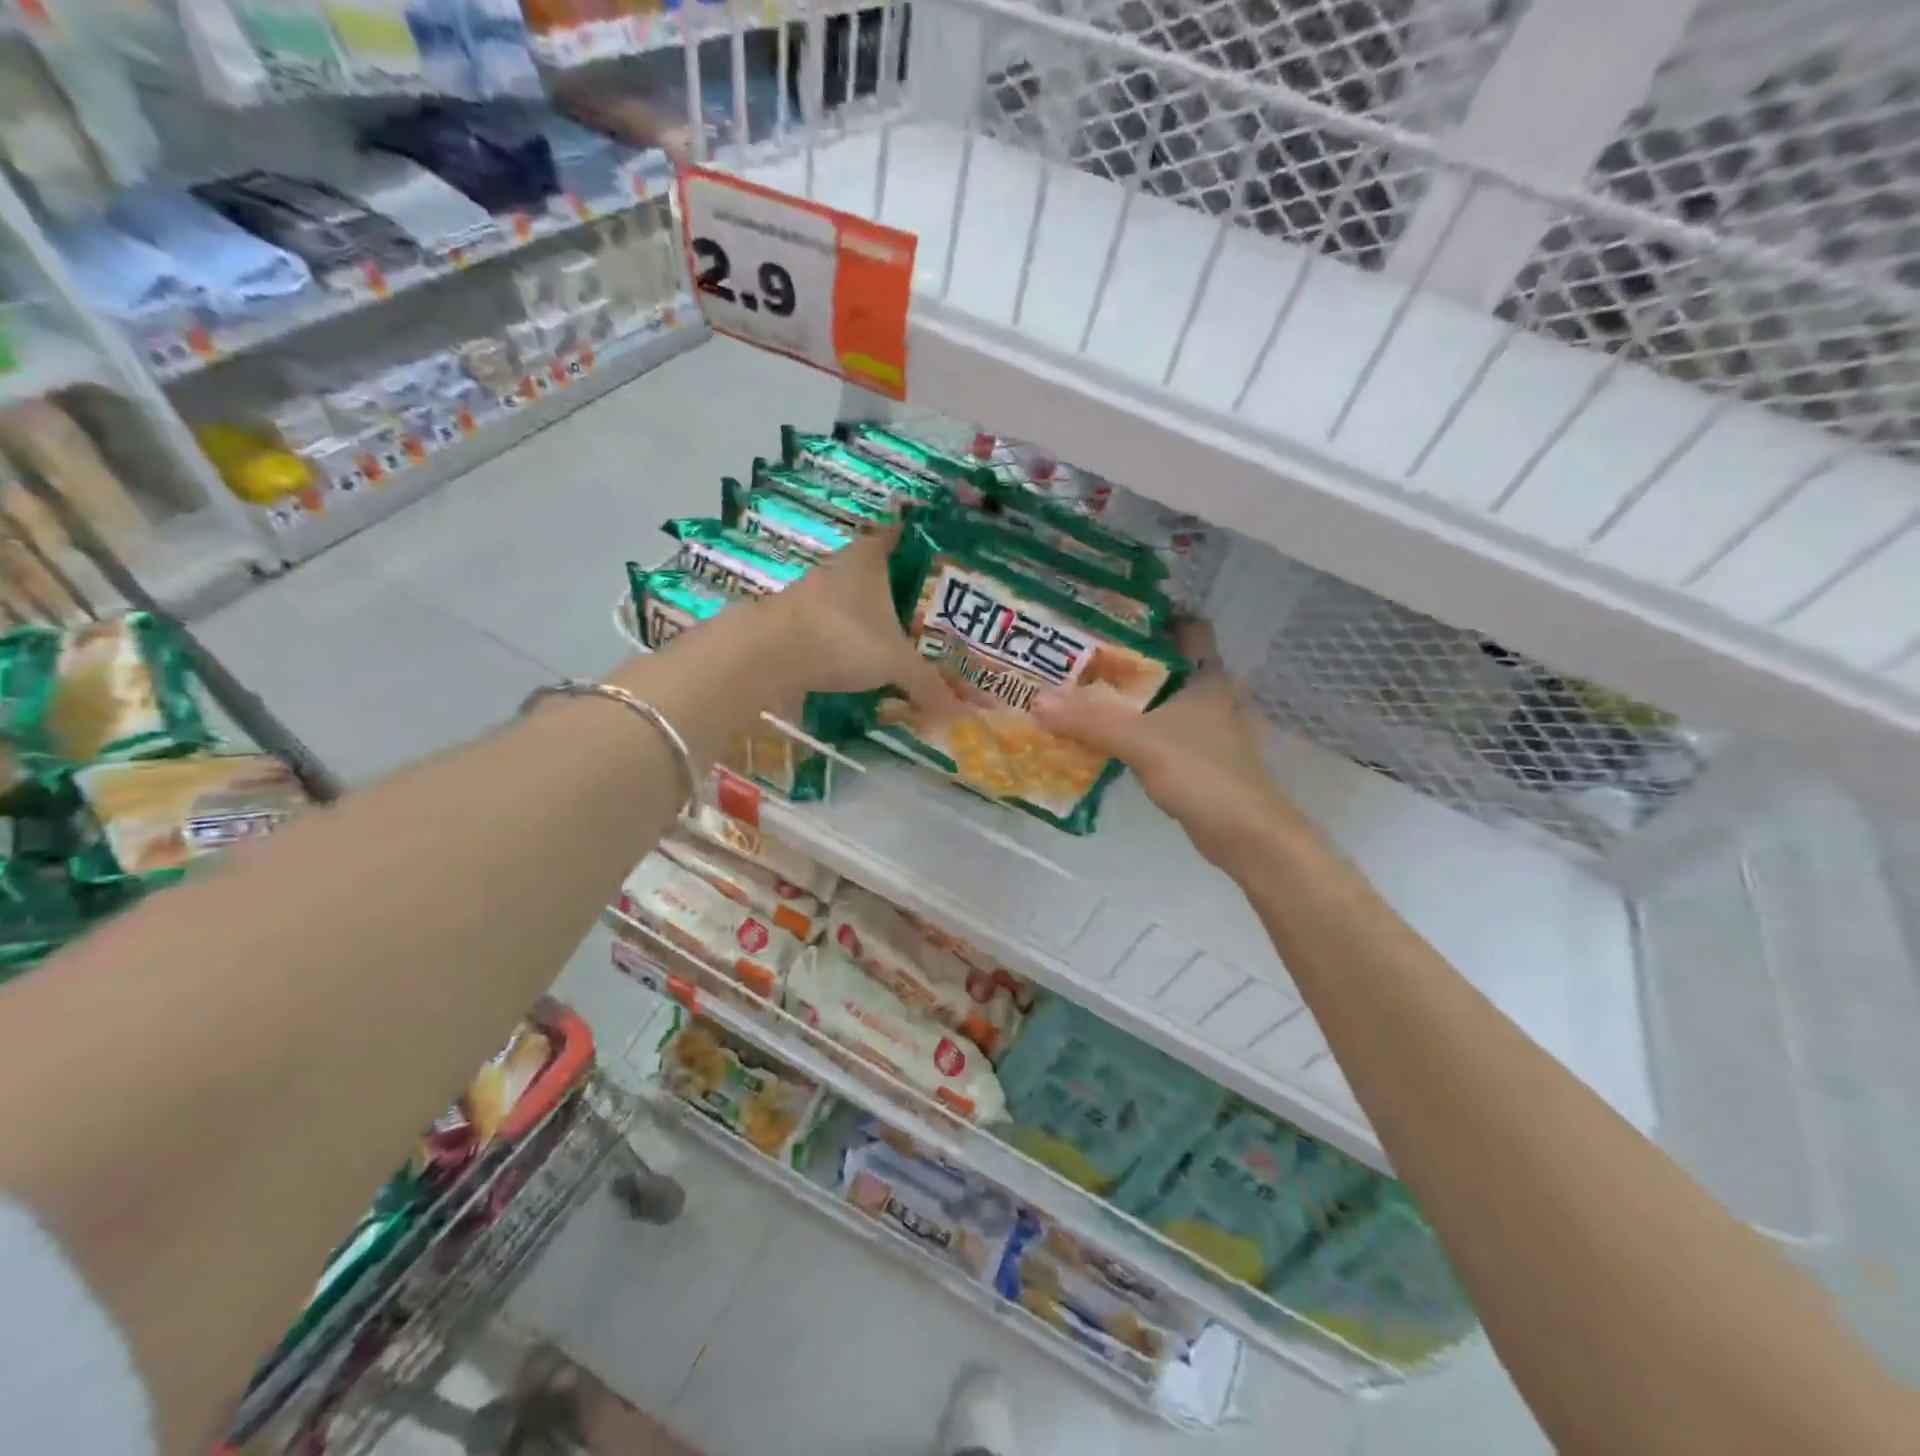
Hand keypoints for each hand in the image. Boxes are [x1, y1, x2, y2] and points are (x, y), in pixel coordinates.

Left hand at [771, 526, 958, 718]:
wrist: (767, 655)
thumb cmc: (841, 637)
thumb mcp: (894, 662)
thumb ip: (928, 683)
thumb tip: (963, 712)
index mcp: (871, 556)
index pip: (905, 537)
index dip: (927, 547)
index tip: (949, 564)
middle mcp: (843, 566)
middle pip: (884, 573)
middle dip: (908, 594)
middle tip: (938, 615)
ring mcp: (816, 592)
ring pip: (858, 601)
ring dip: (878, 620)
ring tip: (908, 643)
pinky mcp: (798, 620)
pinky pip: (838, 626)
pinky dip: (853, 640)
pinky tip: (868, 661)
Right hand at [1031, 620, 1308, 869]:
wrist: (1245, 834)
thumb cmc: (1203, 773)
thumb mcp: (1141, 742)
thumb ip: (1090, 721)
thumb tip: (1037, 701)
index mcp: (1206, 676)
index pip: (1187, 627)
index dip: (1155, 617)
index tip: (1112, 616)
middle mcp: (1207, 696)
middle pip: (1164, 664)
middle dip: (1125, 659)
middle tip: (1078, 655)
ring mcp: (1202, 729)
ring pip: (1157, 701)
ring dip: (1124, 698)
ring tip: (1078, 691)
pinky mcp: (1193, 759)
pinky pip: (1154, 733)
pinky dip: (1129, 731)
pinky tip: (1097, 736)